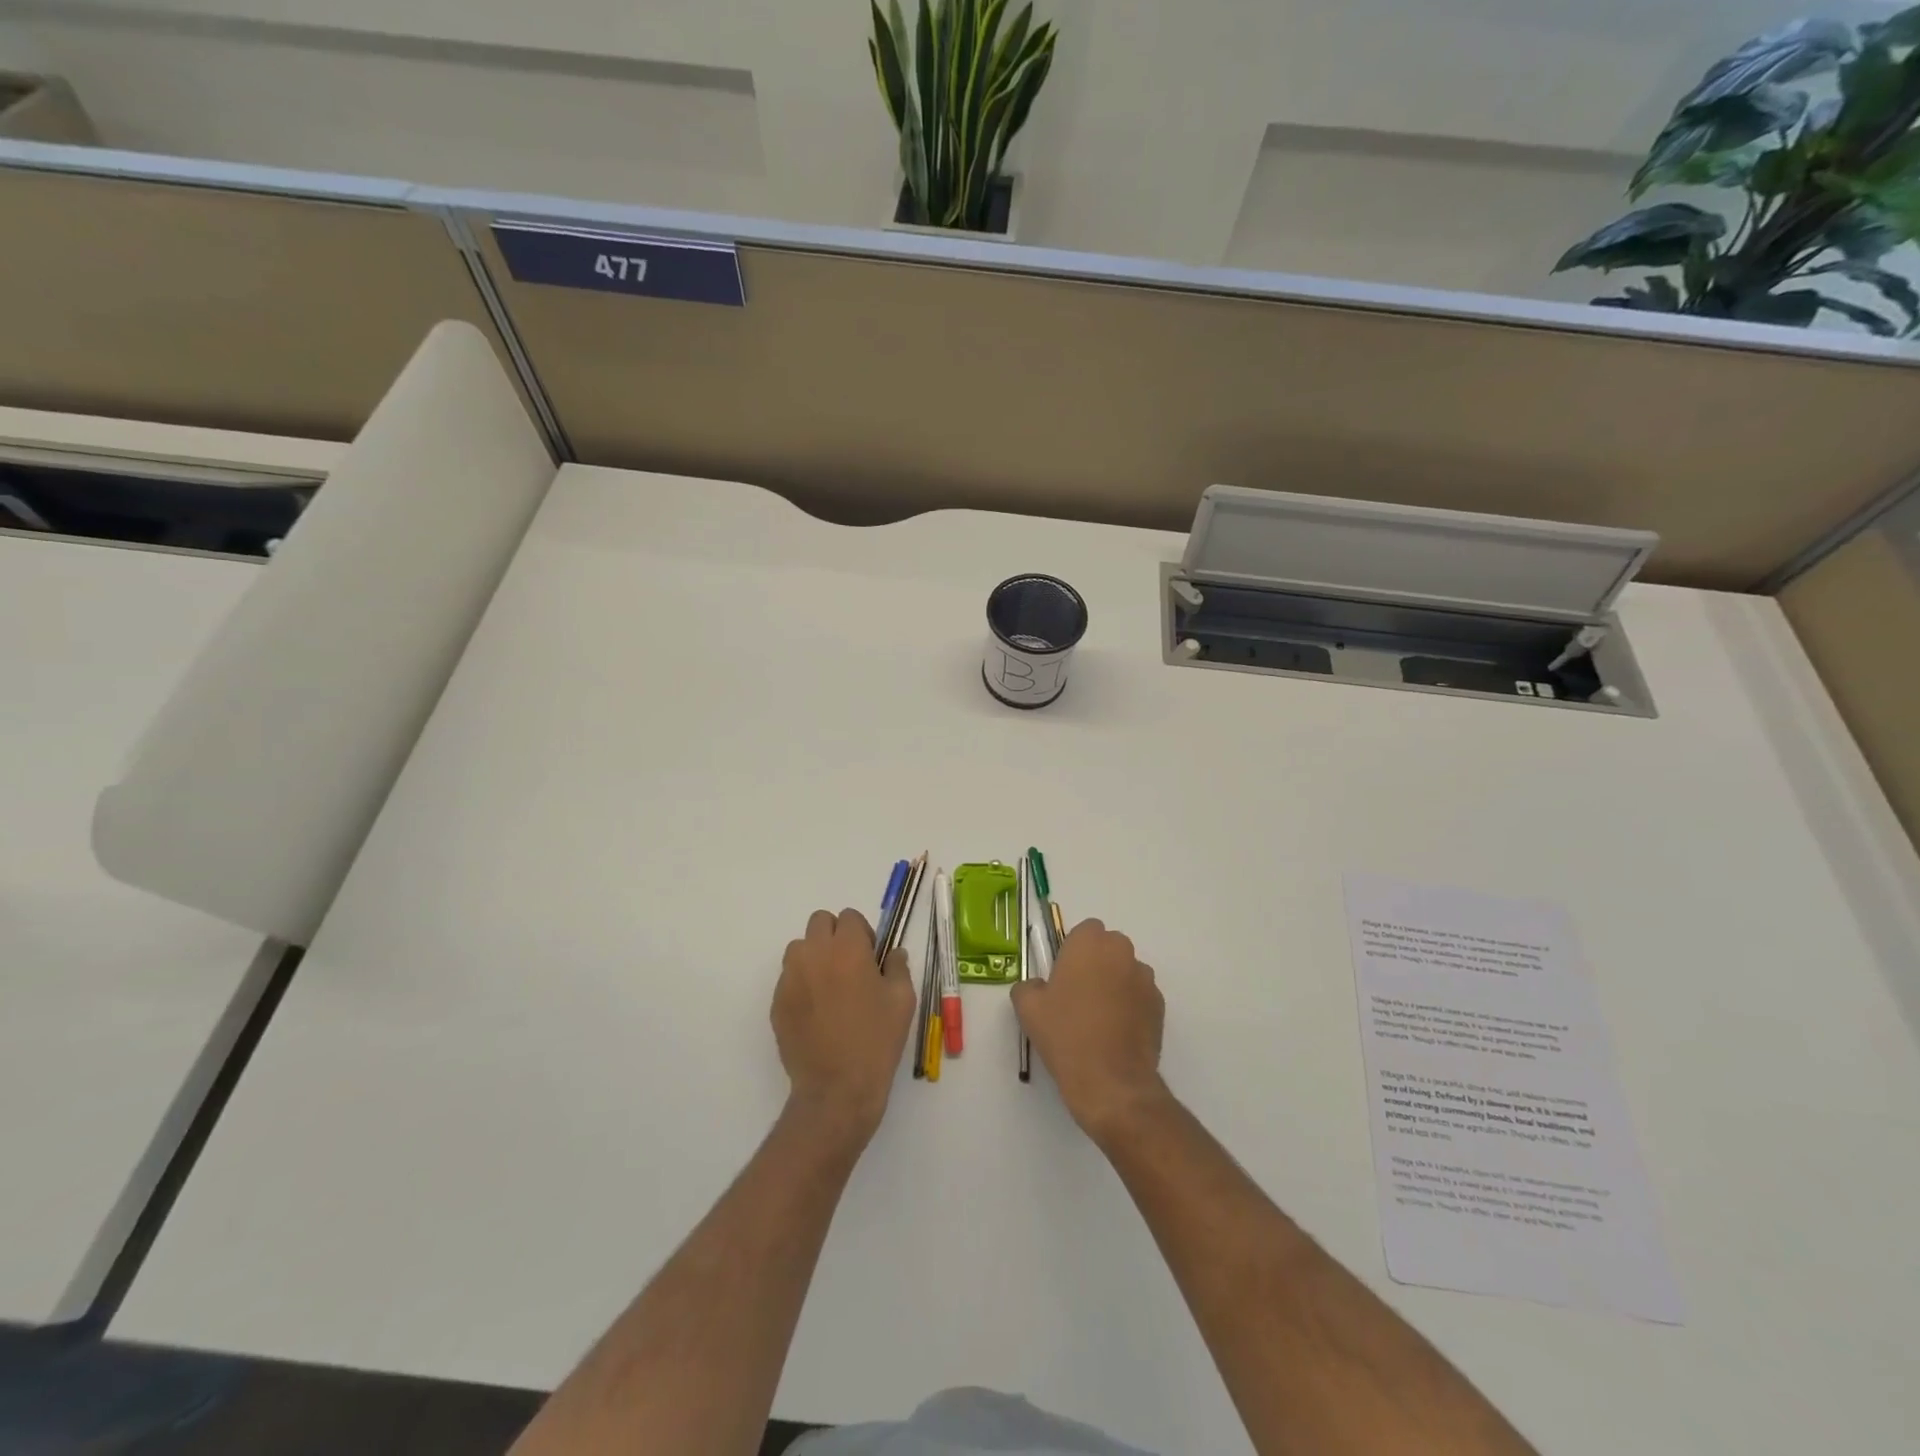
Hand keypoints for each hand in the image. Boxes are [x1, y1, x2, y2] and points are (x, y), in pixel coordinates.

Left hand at [773, 909, 916, 1146]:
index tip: (871, 958)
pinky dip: (802, 984)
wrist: (837, 1089)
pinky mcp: (777, 1002)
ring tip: (830, 988)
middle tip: (850, 966)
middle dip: (835, 936)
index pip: (849, 917)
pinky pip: (788, 978)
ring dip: (814, 956)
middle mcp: (814, 954)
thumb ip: (897, 967)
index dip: (862, 933)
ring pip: (799, 948)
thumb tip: (893, 954)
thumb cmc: (876, 1040)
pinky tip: (817, 1013)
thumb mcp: (902, 1000)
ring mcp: (790, 978)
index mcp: (848, 949)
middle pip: (819, 922)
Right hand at [1011, 918, 1167, 1142]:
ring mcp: (1145, 979)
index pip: (1085, 930)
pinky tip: (1116, 1033)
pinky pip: (1140, 995)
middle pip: (1109, 947)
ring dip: (1115, 983)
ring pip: (1126, 971)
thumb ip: (1029, 986)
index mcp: (1090, 943)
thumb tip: (1039, 987)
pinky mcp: (1160, 1006)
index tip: (1063, 975)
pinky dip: (1130, 1006)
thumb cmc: (1066, 1035)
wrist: (1110, 1081)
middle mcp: (1122, 952)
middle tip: (1078, 995)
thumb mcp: (1028, 1008)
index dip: (1074, 950)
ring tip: (1099, 1018)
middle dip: (1096, 963)